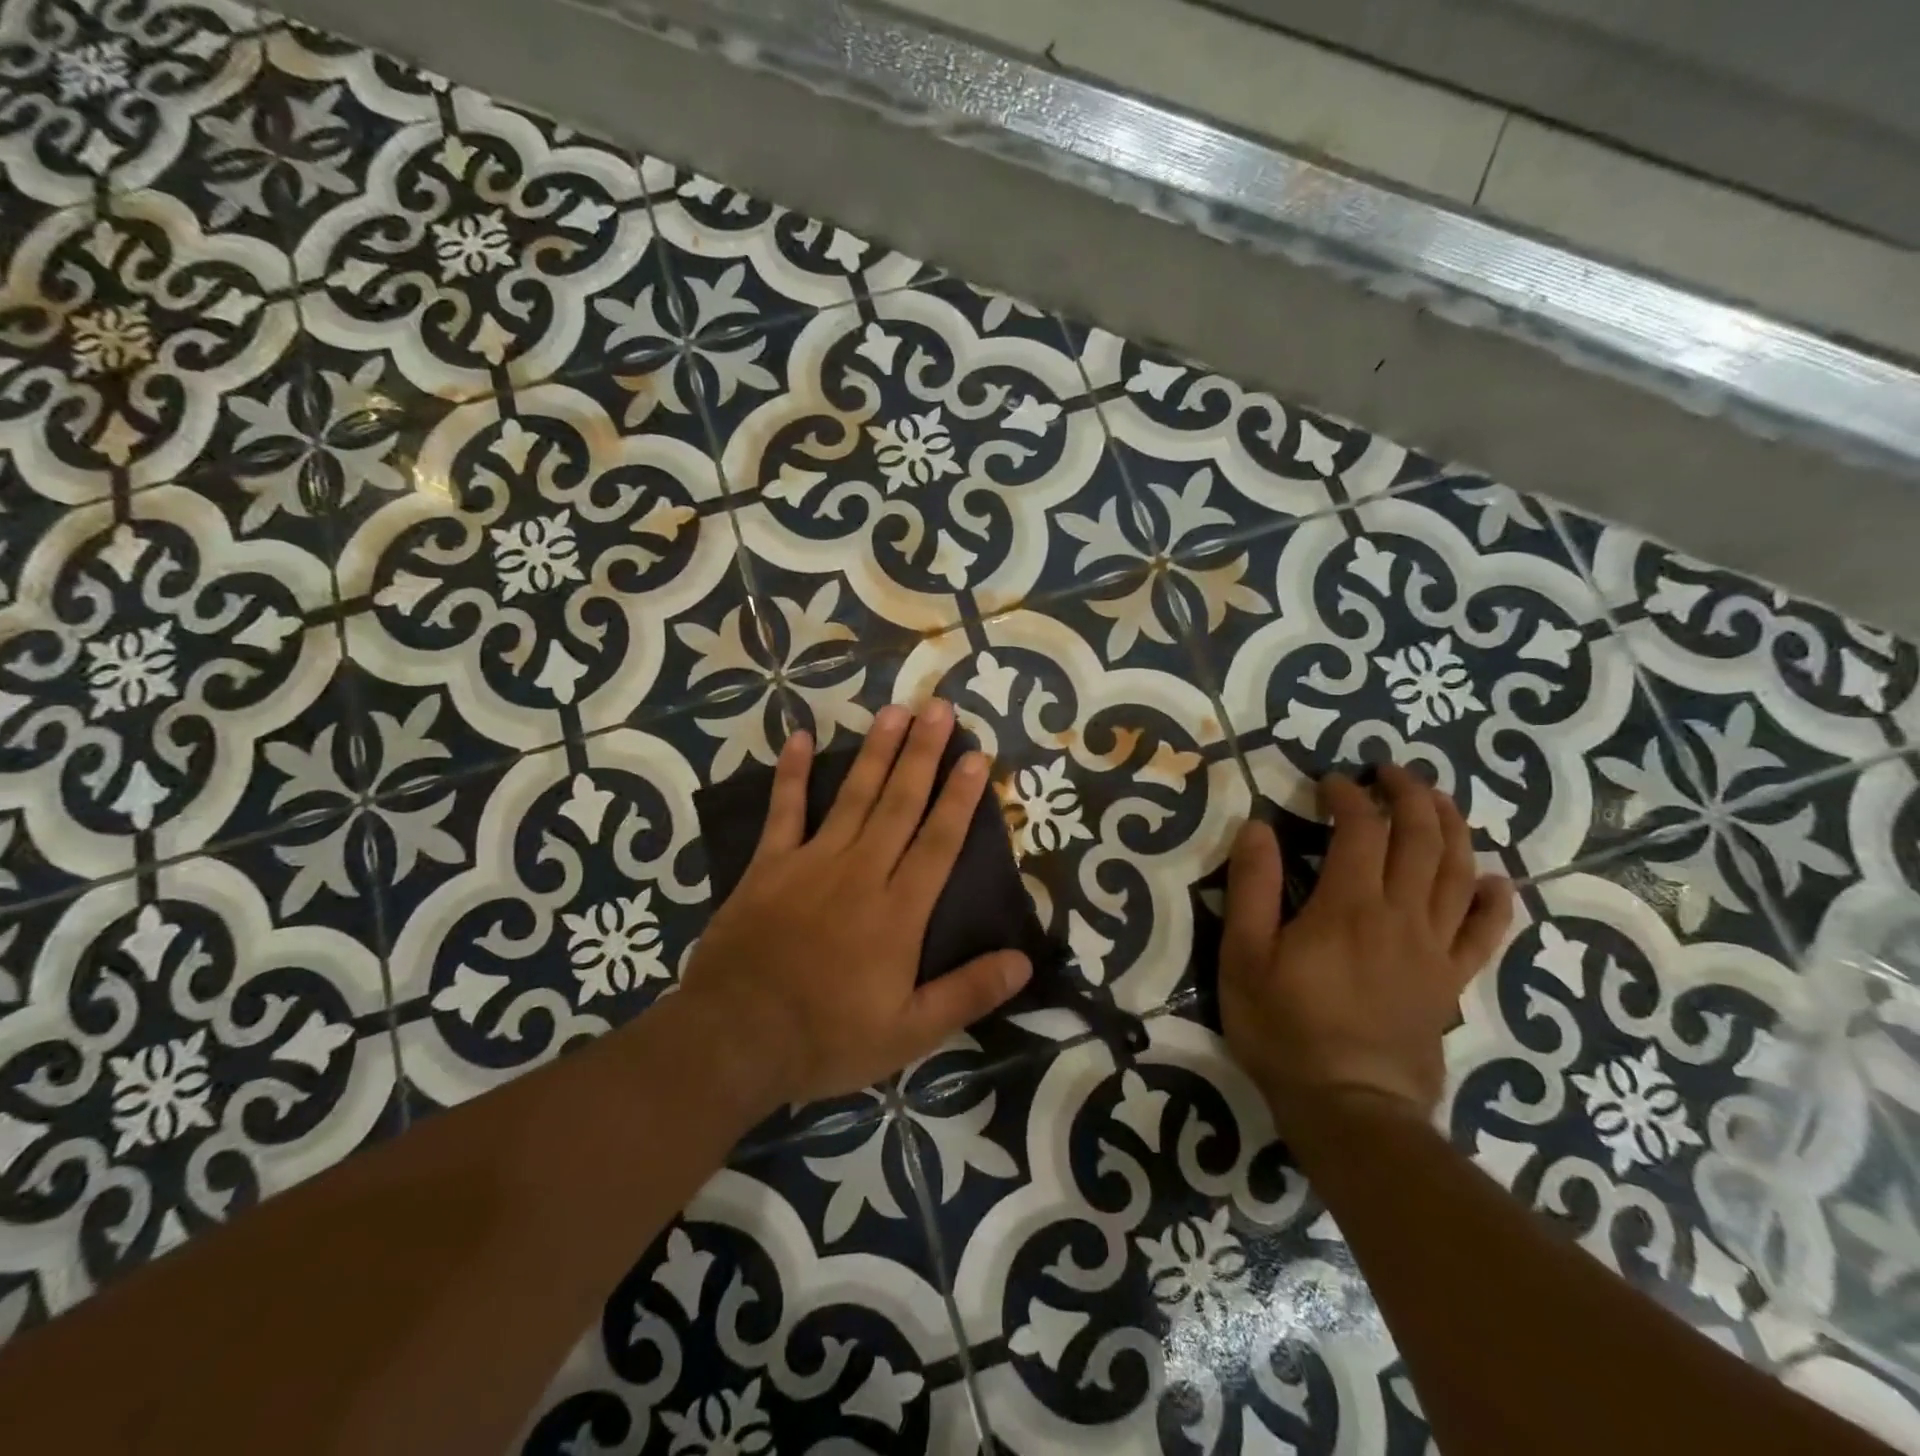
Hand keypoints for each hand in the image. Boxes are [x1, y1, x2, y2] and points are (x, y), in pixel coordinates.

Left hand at [678, 701, 1032, 1113]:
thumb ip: (968, 993)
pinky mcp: (769, 866)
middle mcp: (861, 872)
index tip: (977, 756)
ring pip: (853, 796)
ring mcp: (812, 862)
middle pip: (899, 803)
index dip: (961, 798)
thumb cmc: (827, 1037)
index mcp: (898, 911)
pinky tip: (799, 737)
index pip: (939, 842)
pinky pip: (784, 811)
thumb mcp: (909, 1033)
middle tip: (941, 708)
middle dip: (923, 754)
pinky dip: (792, 774)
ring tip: (895, 711)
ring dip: (876, 752)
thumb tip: (1024, 961)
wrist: (736, 1038)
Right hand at [1219, 764, 1513, 1137]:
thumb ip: (1252, 887)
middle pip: (1420, 838)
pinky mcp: (1451, 981)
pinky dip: (1493, 901)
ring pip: (1457, 871)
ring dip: (1451, 827)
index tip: (1328, 782)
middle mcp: (1401, 914)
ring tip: (1438, 800)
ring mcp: (1434, 948)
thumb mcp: (1245, 955)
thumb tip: (1257, 827)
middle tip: (1390, 772)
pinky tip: (1494, 879)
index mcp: (1349, 904)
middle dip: (1408, 795)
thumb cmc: (1285, 1028)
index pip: (1360, 828)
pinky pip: (1484, 933)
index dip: (1347, 795)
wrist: (1350, 1107)